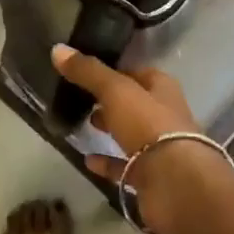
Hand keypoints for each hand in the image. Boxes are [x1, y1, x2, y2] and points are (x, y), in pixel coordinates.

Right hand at [50, 45, 230, 233]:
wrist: (175, 183)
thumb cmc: (148, 125)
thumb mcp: (115, 91)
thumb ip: (88, 72)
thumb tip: (58, 49)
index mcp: (162, 89)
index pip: (137, 73)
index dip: (115, 72)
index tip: (87, 72)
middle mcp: (165, 115)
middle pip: (135, 103)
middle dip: (112, 101)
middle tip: (84, 99)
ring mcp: (160, 148)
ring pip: (132, 134)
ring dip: (111, 129)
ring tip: (84, 124)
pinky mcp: (152, 177)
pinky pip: (126, 166)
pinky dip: (108, 163)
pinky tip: (88, 160)